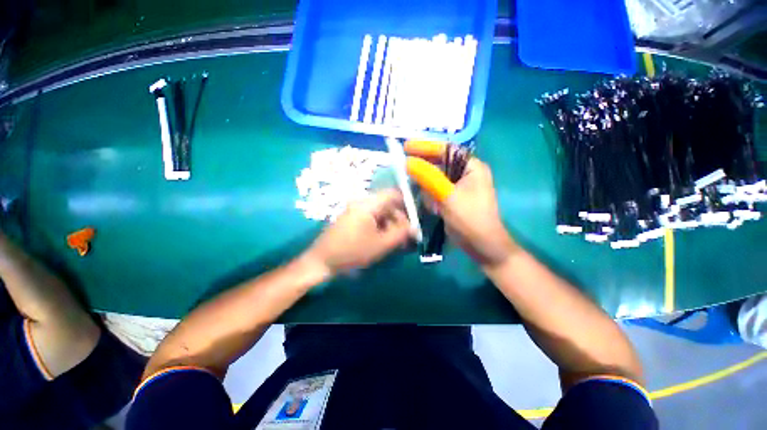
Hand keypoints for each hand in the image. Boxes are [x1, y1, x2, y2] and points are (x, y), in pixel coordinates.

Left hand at [305, 189, 411, 274]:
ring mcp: (356, 210)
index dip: (407, 204)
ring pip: (381, 213)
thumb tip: (415, 227)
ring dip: (391, 225)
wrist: (322, 261)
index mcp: (368, 204)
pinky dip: (381, 227)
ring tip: (397, 241)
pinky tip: (384, 240)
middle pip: (388, 204)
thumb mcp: (381, 244)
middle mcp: (362, 203)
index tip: (415, 218)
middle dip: (400, 219)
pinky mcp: (353, 218)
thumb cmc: (352, 252)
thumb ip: (401, 234)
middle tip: (407, 236)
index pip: (393, 194)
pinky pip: (372, 218)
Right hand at [405, 141, 516, 267]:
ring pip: (436, 178)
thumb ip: (429, 178)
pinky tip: (431, 206)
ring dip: (427, 186)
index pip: (447, 150)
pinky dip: (430, 196)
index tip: (406, 146)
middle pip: (440, 163)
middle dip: (424, 168)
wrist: (482, 247)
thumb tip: (408, 162)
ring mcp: (459, 187)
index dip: (426, 146)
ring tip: (425, 197)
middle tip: (405, 168)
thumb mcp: (448, 196)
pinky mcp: (453, 198)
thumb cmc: (470, 219)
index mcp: (472, 167)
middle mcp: (466, 173)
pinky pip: (436, 191)